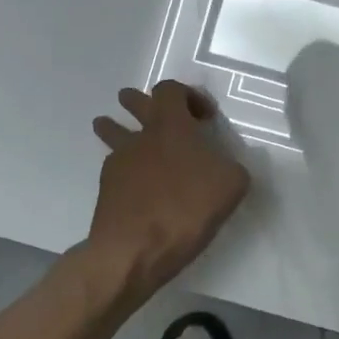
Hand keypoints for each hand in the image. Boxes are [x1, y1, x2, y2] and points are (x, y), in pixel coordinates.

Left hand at [90, 81, 251, 295]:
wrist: (135, 249)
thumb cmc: (188, 208)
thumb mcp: (232, 184)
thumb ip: (230, 166)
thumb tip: (224, 165)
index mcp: (172, 126)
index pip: (170, 89)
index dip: (188, 95)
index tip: (204, 117)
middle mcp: (142, 136)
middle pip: (134, 102)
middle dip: (140, 102)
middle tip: (148, 108)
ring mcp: (119, 161)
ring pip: (112, 131)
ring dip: (115, 127)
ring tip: (113, 127)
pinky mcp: (106, 188)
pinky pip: (114, 166)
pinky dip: (123, 168)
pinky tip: (134, 183)